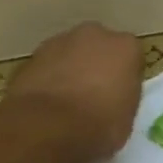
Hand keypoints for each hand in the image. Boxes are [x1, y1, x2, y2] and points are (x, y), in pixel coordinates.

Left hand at [5, 22, 144, 161]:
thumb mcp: (126, 120)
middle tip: (93, 97)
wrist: (46, 127)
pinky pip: (47, 67)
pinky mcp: (32, 56)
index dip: (124, 80)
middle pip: (99, 49)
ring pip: (70, 54)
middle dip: (96, 67)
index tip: (119, 99)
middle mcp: (94, 35)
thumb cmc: (98, 126)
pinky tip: (46, 106)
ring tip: (66, 104)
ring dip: (70, 71)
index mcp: (125, 47)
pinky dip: (48, 80)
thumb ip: (122, 99)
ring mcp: (59, 41)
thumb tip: (112, 101)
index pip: (131, 59)